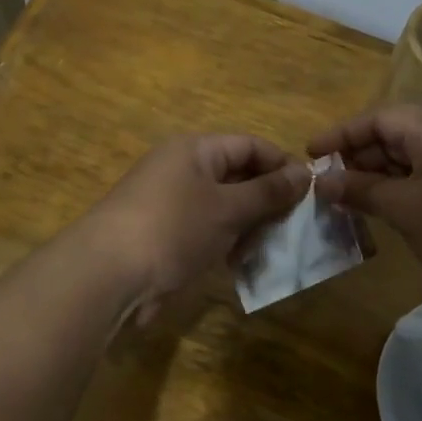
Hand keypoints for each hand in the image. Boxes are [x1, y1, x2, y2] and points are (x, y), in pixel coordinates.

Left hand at [84, 135, 307, 322]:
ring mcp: (172, 205)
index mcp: (194, 150)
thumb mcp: (228, 207)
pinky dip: (229, 243)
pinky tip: (246, 263)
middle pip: (237, 176)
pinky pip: (208, 232)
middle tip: (299, 225)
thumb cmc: (174, 228)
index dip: (281, 164)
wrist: (109, 275)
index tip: (312, 191)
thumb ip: (268, 192)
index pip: (249, 145)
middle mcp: (182, 170)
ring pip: (224, 208)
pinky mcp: (166, 237)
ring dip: (251, 225)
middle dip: (268, 199)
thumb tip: (305, 174)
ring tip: (277, 246)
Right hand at [307, 105, 421, 308]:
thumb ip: (361, 191)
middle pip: (392, 135)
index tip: (308, 154)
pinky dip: (402, 189)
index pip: (376, 117)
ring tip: (347, 202)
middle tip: (325, 186)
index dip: (339, 135)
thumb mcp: (406, 210)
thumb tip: (321, 182)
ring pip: (410, 158)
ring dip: (377, 177)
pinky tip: (384, 212)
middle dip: (356, 158)